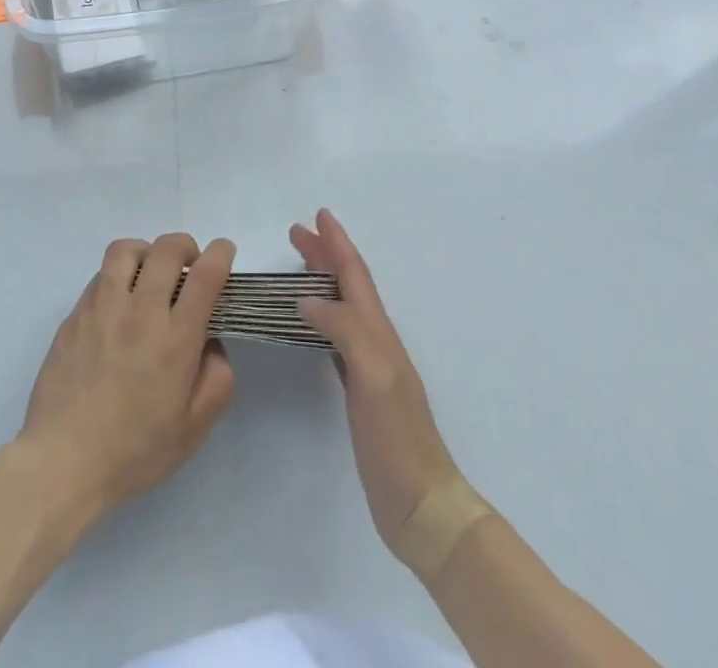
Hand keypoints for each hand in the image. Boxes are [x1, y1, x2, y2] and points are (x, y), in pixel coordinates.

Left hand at [19, 233, 237, 522]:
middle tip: (190, 265)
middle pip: (167, 249)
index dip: (220, 254)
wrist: (63, 461)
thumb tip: (212, 343)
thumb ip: (217, 380)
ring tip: (150, 274)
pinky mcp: (75, 314)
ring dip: (147, 252)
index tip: (225, 252)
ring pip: (126, 250)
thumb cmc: (134, 451)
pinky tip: (119, 303)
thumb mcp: (193, 429)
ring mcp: (102, 307)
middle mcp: (140, 311)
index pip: (205, 275)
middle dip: (186, 247)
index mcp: (175, 338)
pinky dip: (117, 276)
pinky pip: (99, 275)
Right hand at [292, 209, 463, 562]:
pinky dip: (321, 316)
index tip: (318, 215)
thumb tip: (306, 299)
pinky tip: (310, 322)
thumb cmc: (397, 435)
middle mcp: (374, 340)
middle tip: (296, 233)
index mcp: (378, 331)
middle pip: (347, 284)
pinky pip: (335, 336)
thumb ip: (344, 329)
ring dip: (321, 280)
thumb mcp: (373, 374)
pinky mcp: (359, 390)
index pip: (354, 275)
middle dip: (324, 254)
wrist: (421, 502)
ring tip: (298, 265)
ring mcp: (368, 365)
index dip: (336, 244)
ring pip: (341, 306)